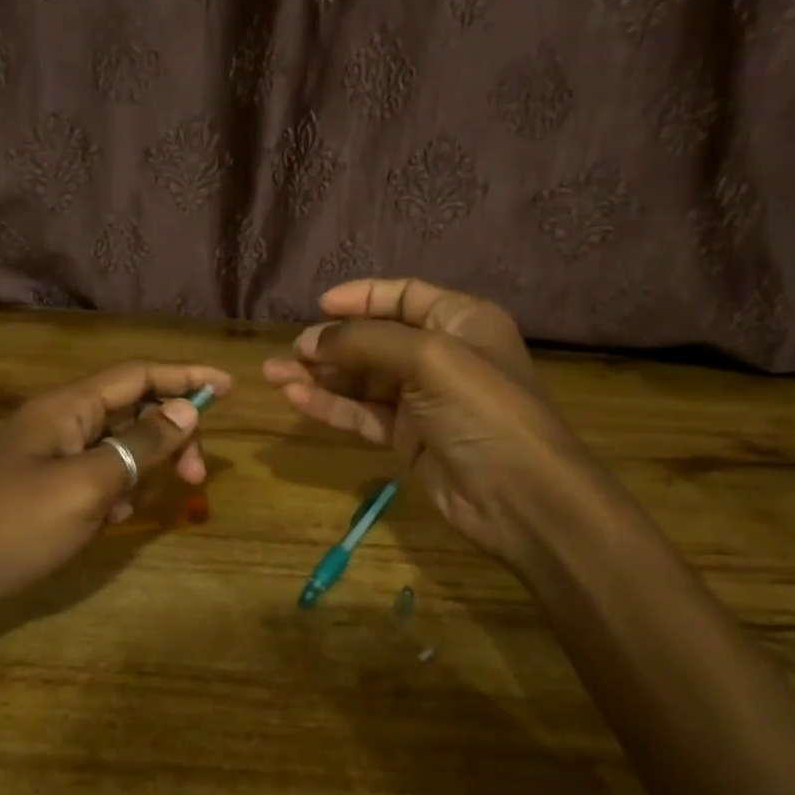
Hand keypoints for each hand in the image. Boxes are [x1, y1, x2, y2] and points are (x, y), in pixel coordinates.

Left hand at [0, 360, 231, 611]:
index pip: (139, 375)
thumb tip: (187, 411)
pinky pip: (94, 473)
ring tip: (136, 507)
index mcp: (68, 407)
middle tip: (197, 476)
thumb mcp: (87, 485)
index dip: (185, 376)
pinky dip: (113, 490)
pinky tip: (108, 520)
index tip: (228, 387)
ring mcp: (47, 453)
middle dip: (170, 435)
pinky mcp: (41, 484)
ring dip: (141, 467)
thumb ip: (140, 446)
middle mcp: (59, 420)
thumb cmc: (13, 523)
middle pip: (132, 409)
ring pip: (115, 445)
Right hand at [263, 278, 591, 562]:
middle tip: (289, 351)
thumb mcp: (428, 359)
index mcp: (460, 320)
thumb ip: (365, 342)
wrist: (521, 498)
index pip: (403, 296)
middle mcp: (441, 354)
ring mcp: (422, 399)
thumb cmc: (482, 410)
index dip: (360, 298)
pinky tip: (295, 399)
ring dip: (319, 376)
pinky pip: (361, 413)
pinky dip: (330, 405)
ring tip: (273, 375)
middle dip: (330, 342)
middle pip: (375, 338)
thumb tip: (310, 340)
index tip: (318, 306)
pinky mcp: (407, 437)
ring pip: (361, 379)